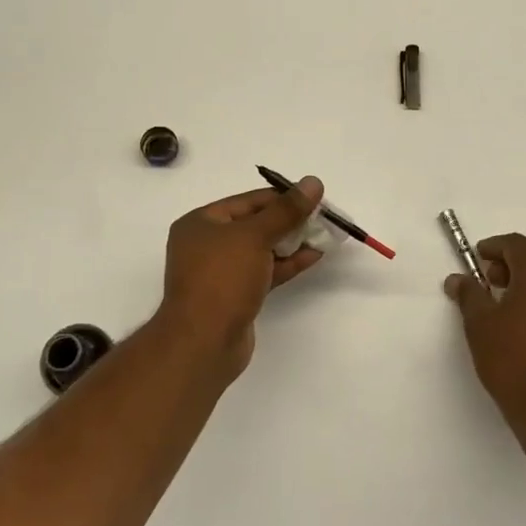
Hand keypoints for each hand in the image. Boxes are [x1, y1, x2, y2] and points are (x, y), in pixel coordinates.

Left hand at [156, 177, 325, 376]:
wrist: (203, 343)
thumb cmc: (222, 279)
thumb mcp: (255, 237)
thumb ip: (286, 210)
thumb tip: (313, 182)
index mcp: (201, 223)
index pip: (248, 201)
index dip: (282, 197)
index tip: (315, 198)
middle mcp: (207, 244)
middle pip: (255, 224)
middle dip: (289, 220)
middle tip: (323, 218)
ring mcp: (221, 272)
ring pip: (262, 249)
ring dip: (292, 242)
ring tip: (324, 235)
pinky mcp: (236, 295)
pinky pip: (264, 271)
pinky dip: (287, 263)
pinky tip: (314, 256)